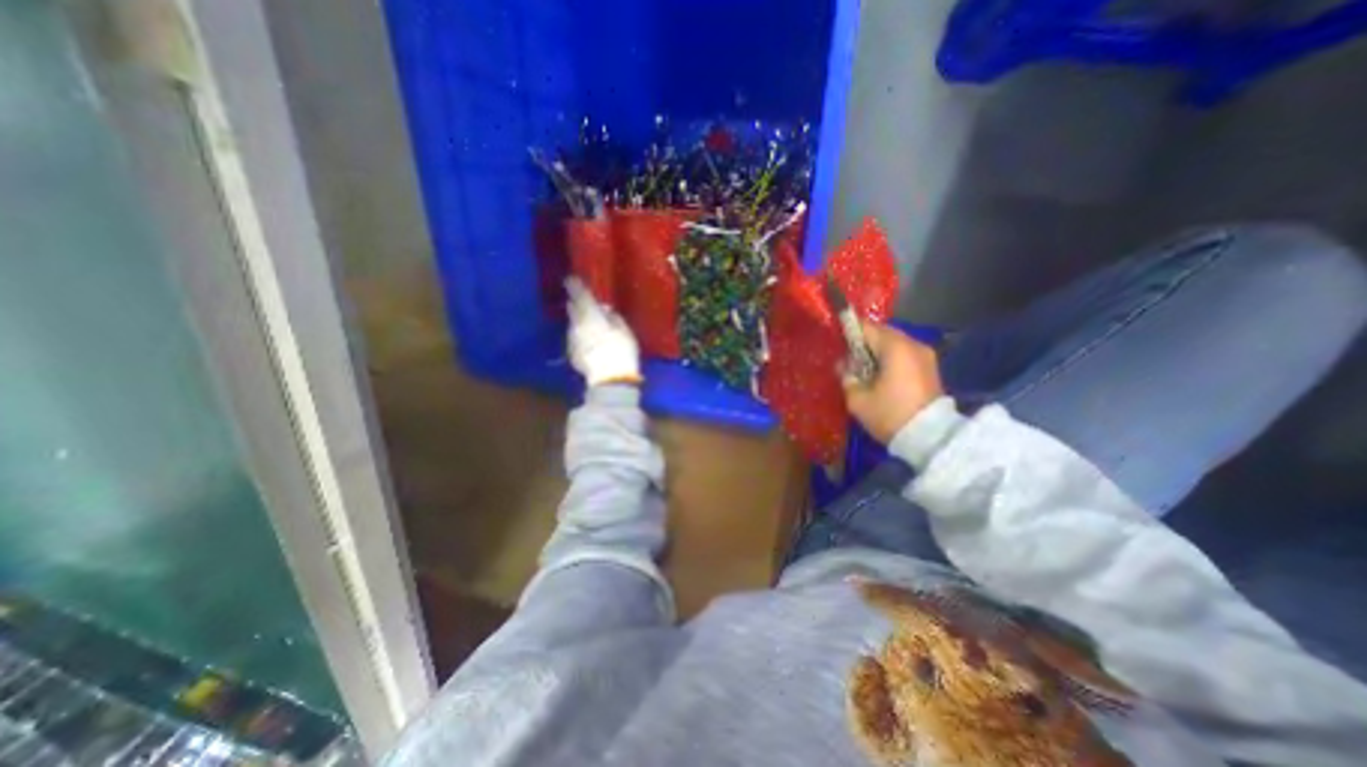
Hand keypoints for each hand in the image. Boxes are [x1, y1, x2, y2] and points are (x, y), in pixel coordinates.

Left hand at [564, 277, 644, 389]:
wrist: (609, 379)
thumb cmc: (621, 351)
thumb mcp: (624, 330)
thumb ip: (613, 317)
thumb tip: (605, 310)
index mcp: (590, 315)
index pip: (580, 295)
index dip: (575, 286)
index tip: (570, 279)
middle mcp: (577, 325)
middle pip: (573, 310)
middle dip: (576, 304)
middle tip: (580, 302)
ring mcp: (572, 340)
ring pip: (573, 325)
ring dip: (579, 323)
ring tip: (589, 325)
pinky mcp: (571, 354)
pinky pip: (575, 340)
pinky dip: (581, 338)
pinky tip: (590, 343)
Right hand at [839, 325, 947, 442]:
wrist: (931, 439)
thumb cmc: (890, 414)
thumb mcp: (858, 399)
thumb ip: (846, 377)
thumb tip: (843, 366)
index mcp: (895, 347)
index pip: (867, 327)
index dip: (849, 332)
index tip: (836, 341)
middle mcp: (913, 344)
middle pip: (882, 334)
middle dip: (864, 344)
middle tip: (849, 361)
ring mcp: (925, 355)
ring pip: (894, 344)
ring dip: (877, 353)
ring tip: (864, 371)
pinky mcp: (930, 368)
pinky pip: (904, 355)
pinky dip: (890, 360)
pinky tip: (881, 377)